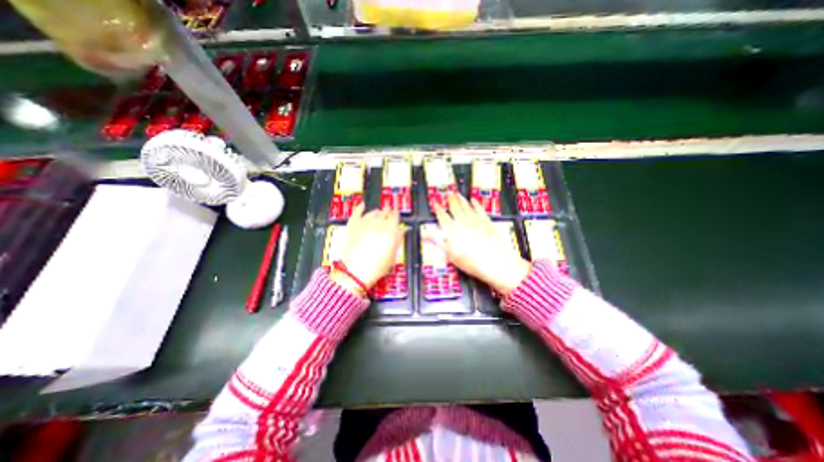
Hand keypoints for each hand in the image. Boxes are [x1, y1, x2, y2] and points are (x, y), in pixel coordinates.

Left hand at [330, 202, 402, 294]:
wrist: (354, 272)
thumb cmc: (377, 267)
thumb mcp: (392, 255)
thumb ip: (398, 240)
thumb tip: (403, 229)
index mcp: (390, 230)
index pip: (395, 217)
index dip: (396, 214)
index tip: (397, 213)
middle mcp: (378, 223)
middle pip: (384, 213)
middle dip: (387, 212)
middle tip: (389, 212)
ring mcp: (364, 223)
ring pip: (373, 212)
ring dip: (377, 212)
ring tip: (379, 213)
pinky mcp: (352, 225)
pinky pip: (356, 212)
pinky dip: (360, 208)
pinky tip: (362, 205)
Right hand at [433, 193, 531, 297]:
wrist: (495, 263)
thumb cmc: (471, 262)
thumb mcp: (450, 255)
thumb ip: (437, 242)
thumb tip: (426, 235)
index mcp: (452, 230)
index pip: (442, 216)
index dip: (438, 209)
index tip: (435, 202)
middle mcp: (463, 222)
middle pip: (455, 207)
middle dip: (450, 200)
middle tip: (447, 194)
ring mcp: (476, 220)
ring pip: (466, 206)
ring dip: (461, 199)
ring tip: (457, 194)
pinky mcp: (487, 221)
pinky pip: (479, 209)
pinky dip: (475, 203)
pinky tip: (473, 200)